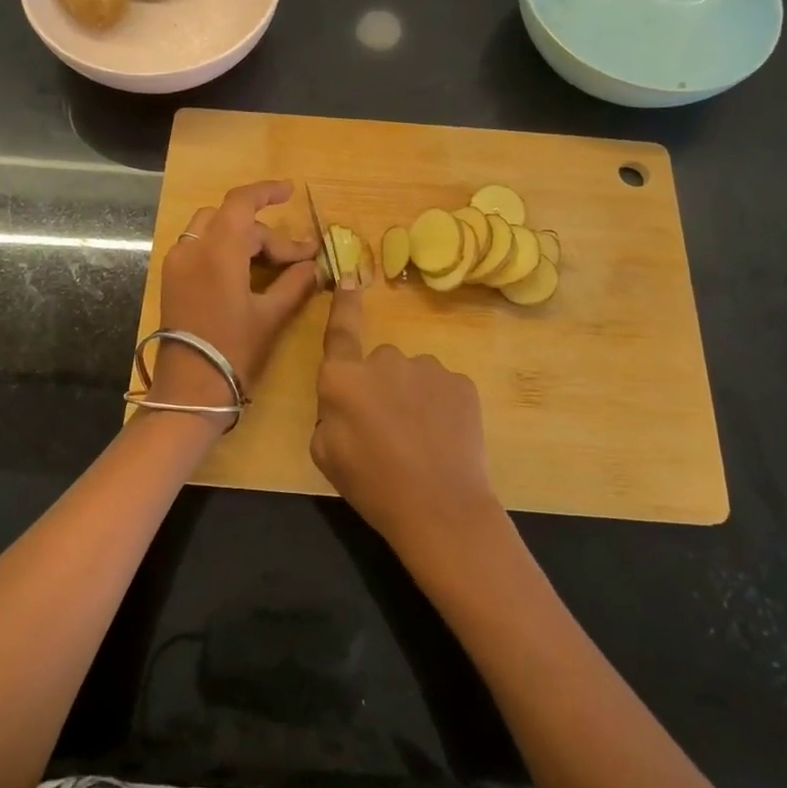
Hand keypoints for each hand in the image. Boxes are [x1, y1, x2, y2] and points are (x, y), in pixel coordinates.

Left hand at [148, 180, 320, 428]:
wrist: (189, 391)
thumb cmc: (234, 352)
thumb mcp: (271, 316)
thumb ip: (294, 284)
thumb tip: (313, 266)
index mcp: (217, 251)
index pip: (241, 202)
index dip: (267, 191)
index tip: (291, 191)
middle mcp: (192, 248)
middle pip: (232, 220)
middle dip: (266, 234)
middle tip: (297, 259)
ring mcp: (177, 263)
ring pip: (213, 230)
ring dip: (244, 239)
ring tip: (273, 264)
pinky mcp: (172, 279)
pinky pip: (200, 247)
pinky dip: (225, 250)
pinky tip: (247, 272)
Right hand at [311, 280, 501, 558]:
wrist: (440, 509)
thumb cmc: (371, 485)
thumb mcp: (325, 453)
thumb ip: (330, 412)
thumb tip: (349, 398)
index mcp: (343, 378)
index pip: (339, 330)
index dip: (343, 304)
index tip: (349, 279)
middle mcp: (384, 360)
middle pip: (378, 363)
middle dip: (380, 387)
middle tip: (387, 431)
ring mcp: (427, 368)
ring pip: (413, 375)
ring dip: (412, 397)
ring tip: (419, 440)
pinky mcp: (461, 382)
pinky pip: (443, 388)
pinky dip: (440, 406)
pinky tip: (443, 438)